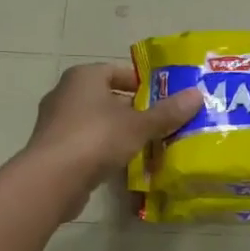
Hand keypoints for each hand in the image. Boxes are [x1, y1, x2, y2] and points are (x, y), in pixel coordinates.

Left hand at [27, 63, 201, 192]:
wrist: (52, 178)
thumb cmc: (96, 138)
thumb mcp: (138, 125)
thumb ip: (167, 112)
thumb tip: (197, 95)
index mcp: (84, 77)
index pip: (117, 71)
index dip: (141, 84)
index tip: (162, 99)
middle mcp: (65, 93)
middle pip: (106, 97)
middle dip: (132, 110)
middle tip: (159, 123)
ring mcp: (55, 122)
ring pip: (95, 121)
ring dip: (117, 131)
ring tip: (145, 145)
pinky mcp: (53, 148)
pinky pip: (84, 143)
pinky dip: (101, 149)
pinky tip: (120, 164)